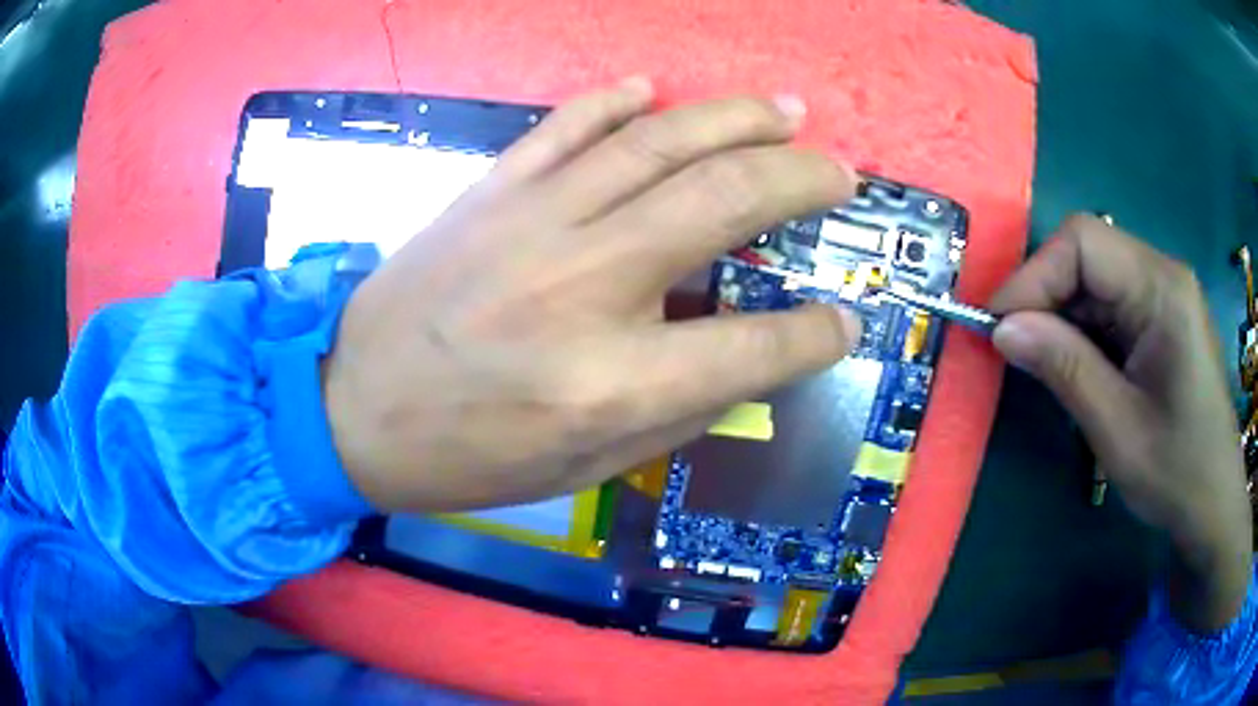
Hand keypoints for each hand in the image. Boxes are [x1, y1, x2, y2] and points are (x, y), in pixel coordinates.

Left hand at [322, 80, 860, 512]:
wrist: (351, 407)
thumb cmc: (466, 457)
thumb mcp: (583, 470)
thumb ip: (675, 413)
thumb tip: (745, 362)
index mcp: (612, 382)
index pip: (754, 347)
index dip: (817, 335)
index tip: (845, 322)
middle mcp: (585, 286)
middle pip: (724, 203)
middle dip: (800, 180)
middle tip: (840, 172)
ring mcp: (533, 222)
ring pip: (660, 142)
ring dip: (736, 119)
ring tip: (787, 113)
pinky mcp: (491, 191)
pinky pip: (569, 125)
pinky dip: (618, 101)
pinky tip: (654, 90)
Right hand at [991, 214, 1252, 631]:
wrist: (1214, 506)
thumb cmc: (1177, 474)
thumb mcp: (1117, 429)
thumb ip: (1064, 368)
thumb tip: (1001, 329)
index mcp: (1162, 289)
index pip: (1083, 242)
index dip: (1034, 275)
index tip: (998, 328)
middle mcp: (1163, 275)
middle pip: (1087, 254)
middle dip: (1044, 296)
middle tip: (1014, 351)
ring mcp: (1164, 296)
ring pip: (1094, 280)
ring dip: (1061, 317)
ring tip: (1042, 366)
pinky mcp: (1161, 321)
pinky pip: (1110, 306)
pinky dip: (1082, 332)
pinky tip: (1077, 369)